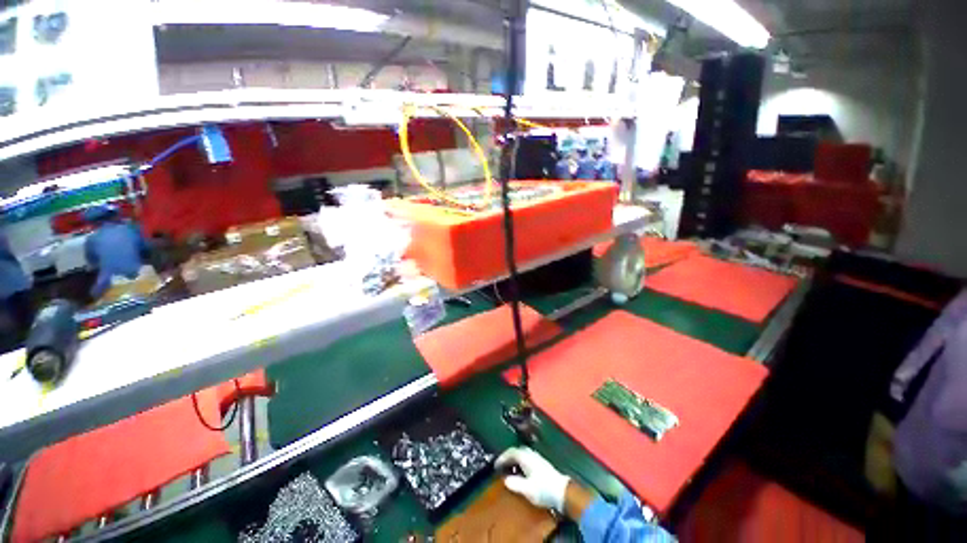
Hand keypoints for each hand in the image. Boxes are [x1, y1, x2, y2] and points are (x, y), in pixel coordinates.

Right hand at [495, 447, 570, 513]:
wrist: (562, 491)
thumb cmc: (543, 489)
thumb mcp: (527, 489)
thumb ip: (515, 483)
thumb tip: (505, 479)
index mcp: (526, 457)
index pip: (511, 452)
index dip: (502, 457)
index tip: (495, 465)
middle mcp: (531, 454)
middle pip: (517, 451)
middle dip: (508, 457)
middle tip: (501, 466)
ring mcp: (537, 458)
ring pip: (523, 455)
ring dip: (515, 460)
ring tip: (509, 470)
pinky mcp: (542, 464)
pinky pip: (527, 459)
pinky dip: (521, 463)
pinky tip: (521, 473)